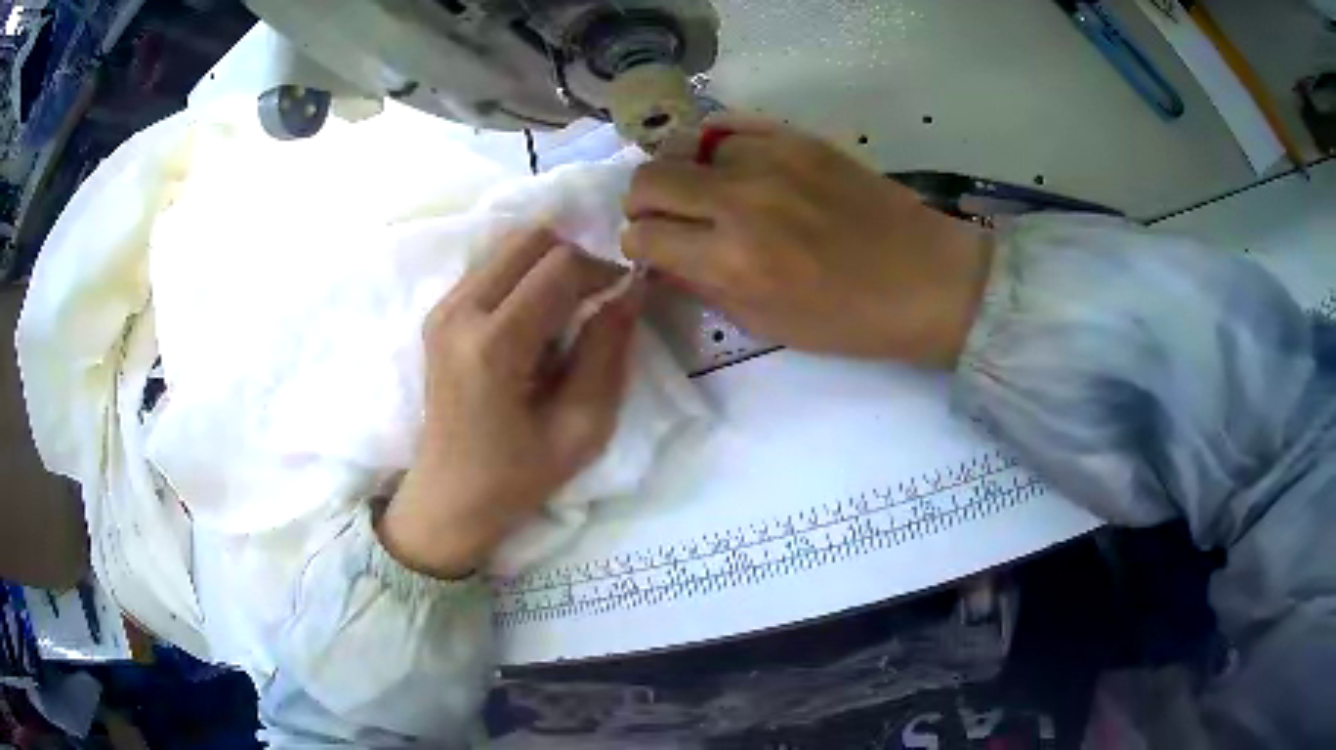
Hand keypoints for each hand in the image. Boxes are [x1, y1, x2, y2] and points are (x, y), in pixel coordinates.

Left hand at [378, 228, 640, 578]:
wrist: (449, 496)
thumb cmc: (518, 475)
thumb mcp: (582, 426)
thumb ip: (608, 351)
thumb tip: (631, 289)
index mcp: (494, 345)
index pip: (559, 265)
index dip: (602, 271)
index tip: (622, 299)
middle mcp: (459, 312)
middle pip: (530, 238)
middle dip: (574, 259)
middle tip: (594, 301)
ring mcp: (442, 309)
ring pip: (509, 246)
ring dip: (547, 266)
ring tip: (565, 313)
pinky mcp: (438, 313)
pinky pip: (491, 267)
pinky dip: (523, 277)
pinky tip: (534, 321)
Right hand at [623, 115, 991, 365]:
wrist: (925, 278)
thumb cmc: (849, 318)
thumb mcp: (768, 324)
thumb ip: (705, 288)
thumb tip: (664, 260)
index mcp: (734, 262)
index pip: (645, 235)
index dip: (639, 244)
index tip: (652, 249)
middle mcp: (741, 202)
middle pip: (649, 179)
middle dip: (644, 202)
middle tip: (665, 217)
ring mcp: (770, 160)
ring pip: (686, 147)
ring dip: (687, 174)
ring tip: (712, 193)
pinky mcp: (798, 138)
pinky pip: (730, 126)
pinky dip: (719, 147)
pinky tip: (734, 166)